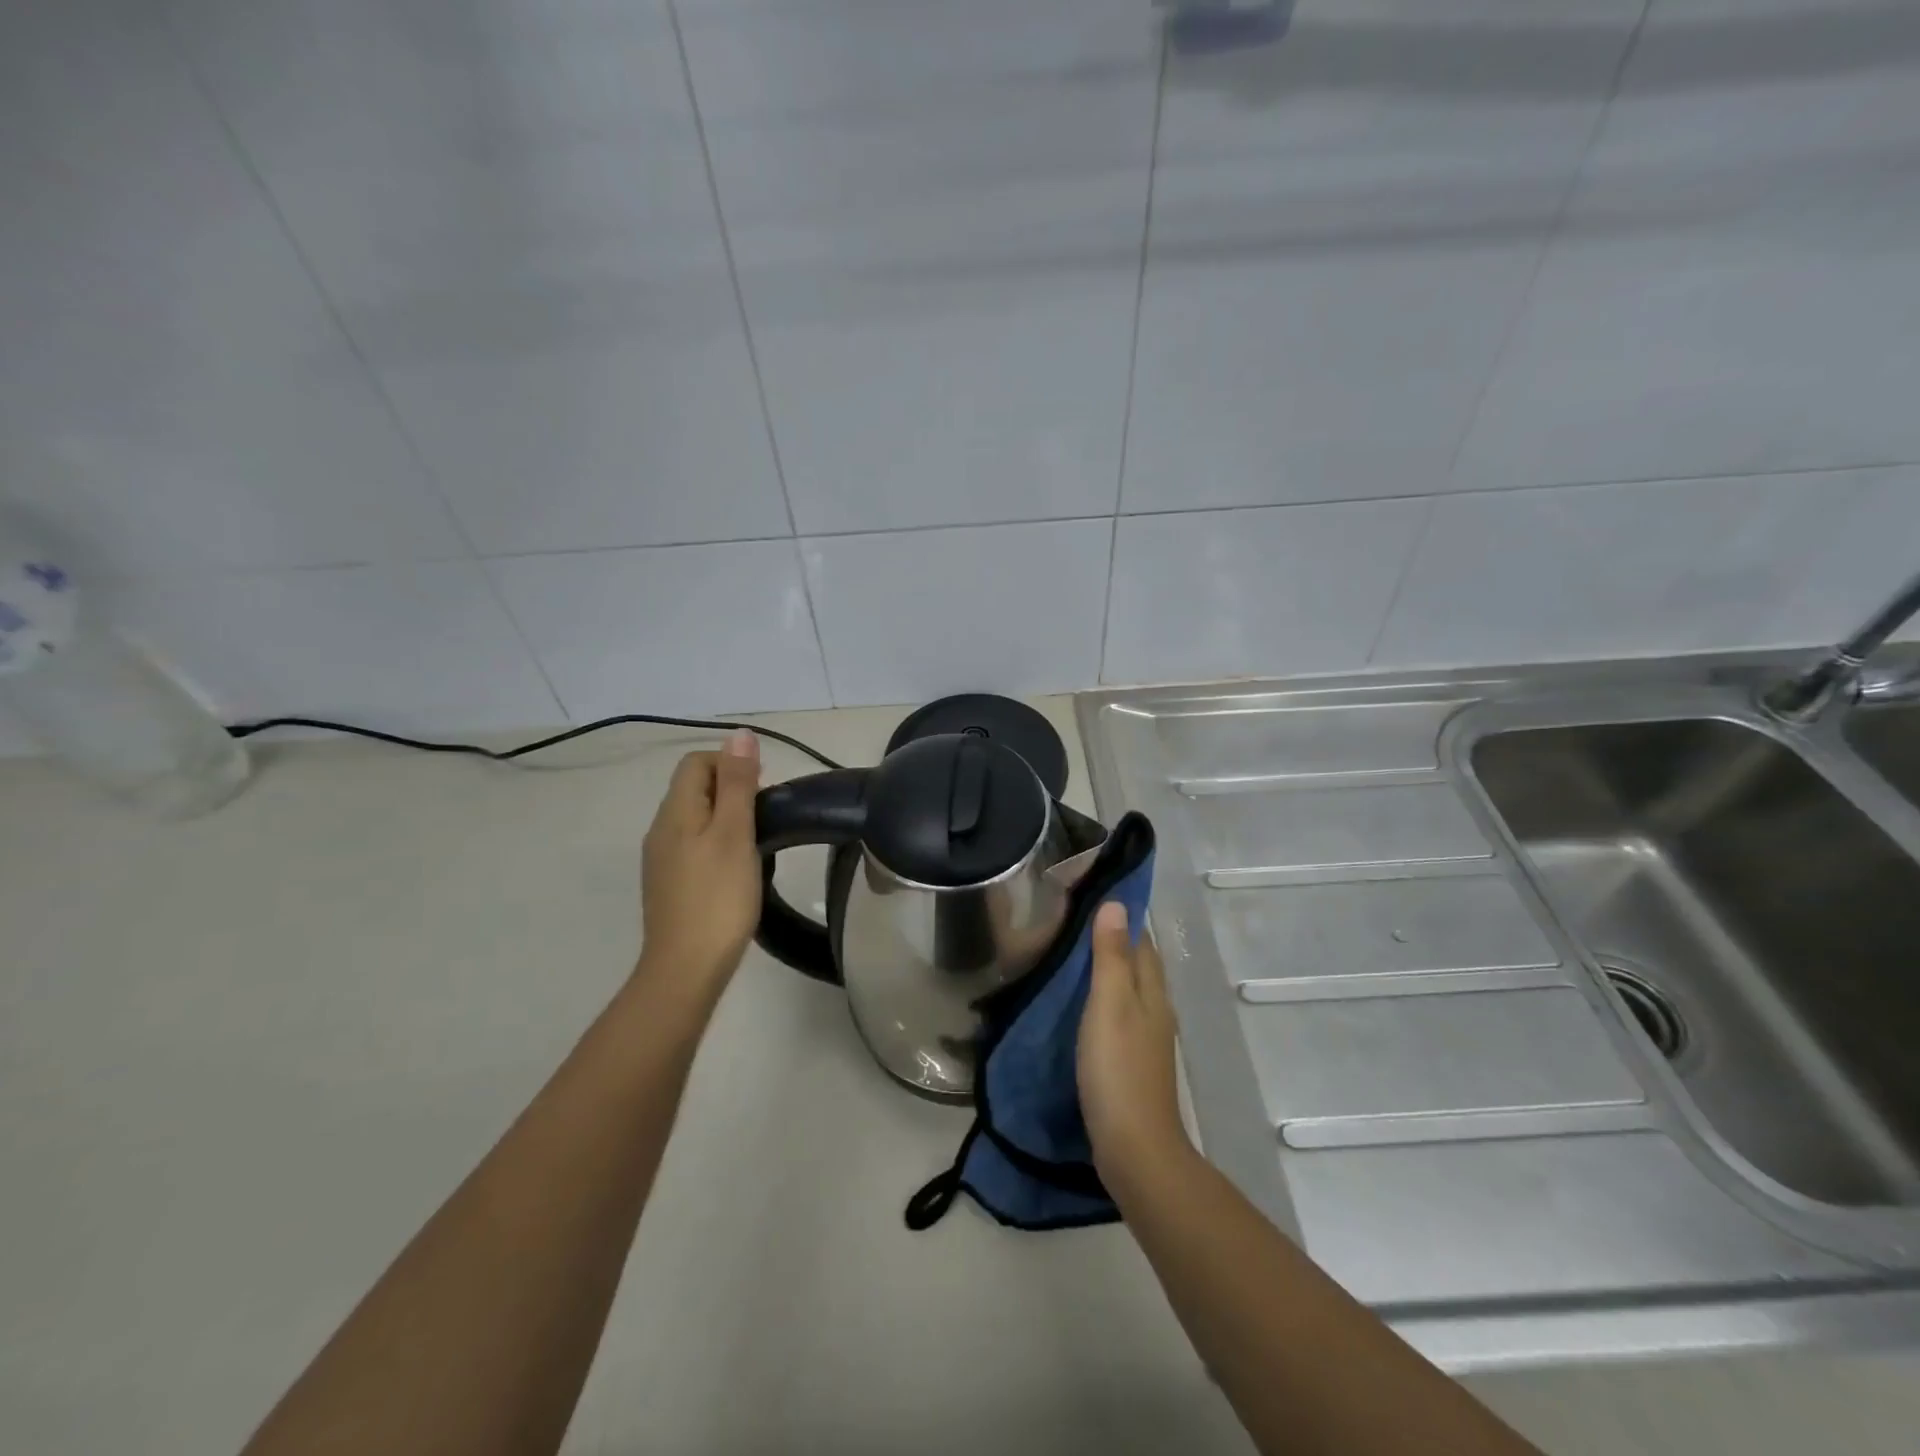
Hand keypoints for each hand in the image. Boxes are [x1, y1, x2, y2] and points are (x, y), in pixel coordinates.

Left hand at [637, 731, 762, 993]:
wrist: (685, 969)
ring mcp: (661, 860)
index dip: (731, 764)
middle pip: (694, 788)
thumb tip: (740, 734)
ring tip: (756, 843)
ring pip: (695, 818)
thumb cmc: (718, 897)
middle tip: (764, 818)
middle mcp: (660, 830)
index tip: (762, 791)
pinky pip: (693, 845)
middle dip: (731, 790)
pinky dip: (717, 844)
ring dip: (726, 818)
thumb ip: (737, 783)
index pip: (696, 762)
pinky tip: (736, 870)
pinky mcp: (669, 885)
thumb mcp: (735, 833)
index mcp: (675, 812)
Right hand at [1078, 900, 1189, 1185]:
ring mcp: (1145, 1039)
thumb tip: (1116, 904)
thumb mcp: (1110, 1004)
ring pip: (1125, 992)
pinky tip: (1074, 1008)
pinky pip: (1115, 1018)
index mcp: (1152, 991)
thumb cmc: (1119, 1068)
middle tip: (1067, 925)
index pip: (1141, 941)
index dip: (1121, 917)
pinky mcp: (1130, 1063)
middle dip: (1110, 942)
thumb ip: (1111, 956)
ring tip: (1064, 959)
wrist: (1134, 1148)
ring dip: (1102, 974)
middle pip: (1135, 965)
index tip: (1089, 897)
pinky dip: (1097, 1003)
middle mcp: (1155, 1010)